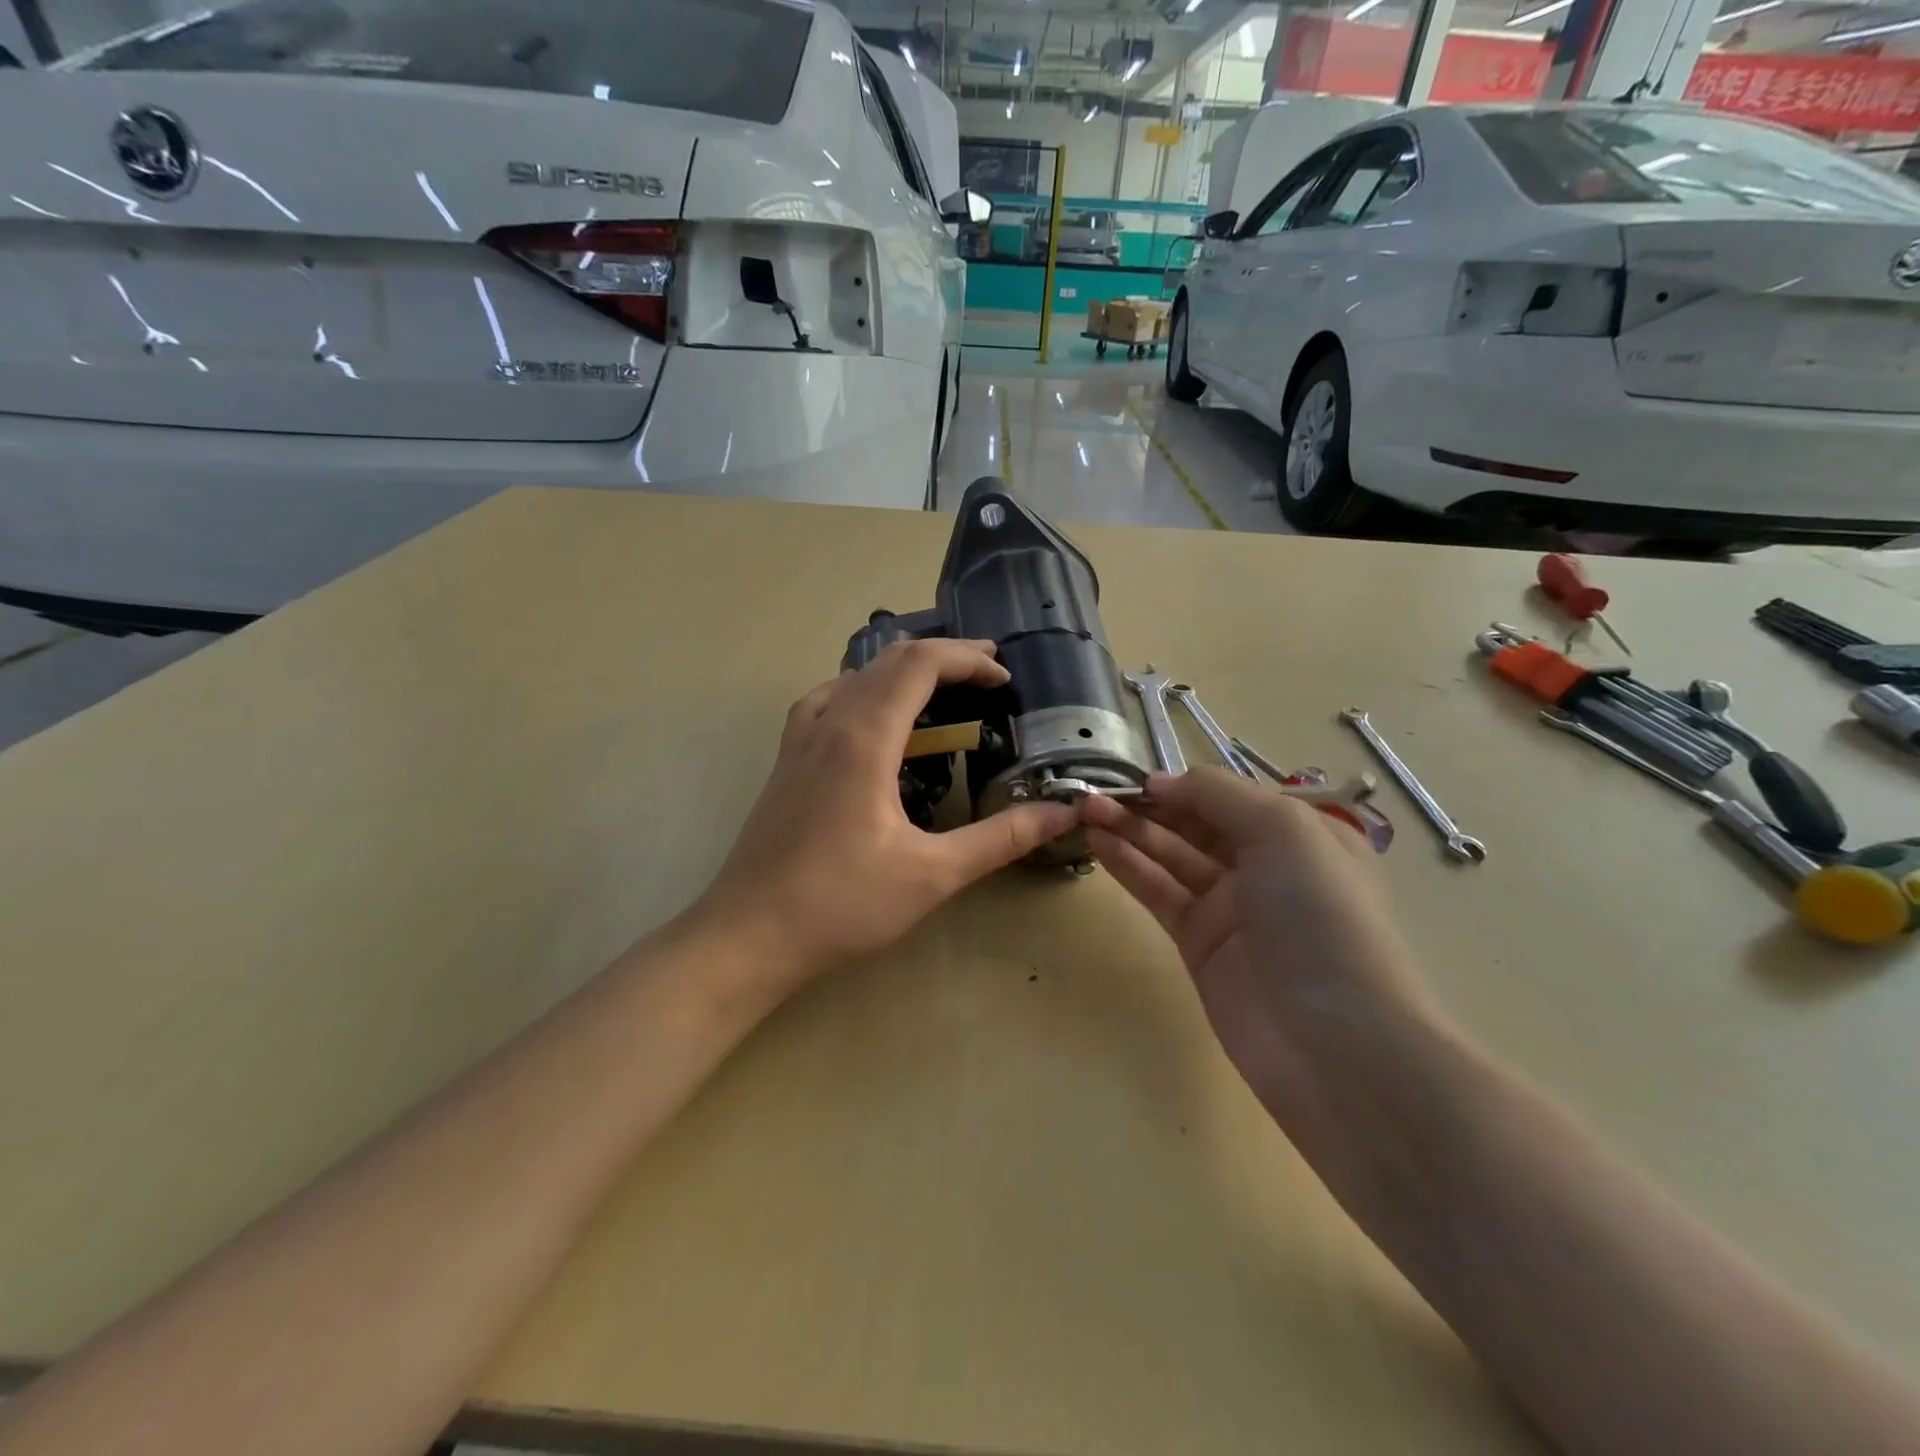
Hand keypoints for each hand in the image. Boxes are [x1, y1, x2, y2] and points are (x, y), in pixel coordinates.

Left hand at [693, 639, 1078, 996]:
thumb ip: (1001, 838)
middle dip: (943, 657)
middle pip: (888, 661)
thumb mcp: (933, 875)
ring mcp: (799, 741)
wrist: (747, 936)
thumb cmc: (841, 905)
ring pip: (854, 676)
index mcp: (863, 739)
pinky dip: (863, 690)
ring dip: (902, 670)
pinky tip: (872, 719)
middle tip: (987, 674)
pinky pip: (827, 700)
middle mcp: (828, 724)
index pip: (919, 664)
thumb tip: (1062, 813)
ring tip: (941, 688)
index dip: (967, 660)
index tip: (1004, 680)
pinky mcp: (786, 762)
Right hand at [1081, 770, 1438, 1125]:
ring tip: (1085, 810)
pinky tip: (1097, 843)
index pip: (1231, 795)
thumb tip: (1160, 782)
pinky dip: (1129, 865)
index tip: (1136, 779)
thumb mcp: (1283, 830)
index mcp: (1301, 833)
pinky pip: (1159, 891)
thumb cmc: (1319, 915)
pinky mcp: (1200, 942)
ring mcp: (1230, 906)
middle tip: (1095, 793)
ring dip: (1130, 830)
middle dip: (1150, 805)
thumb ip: (1217, 795)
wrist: (1333, 1041)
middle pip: (1197, 823)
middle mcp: (1266, 865)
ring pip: (1171, 854)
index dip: (1183, 784)